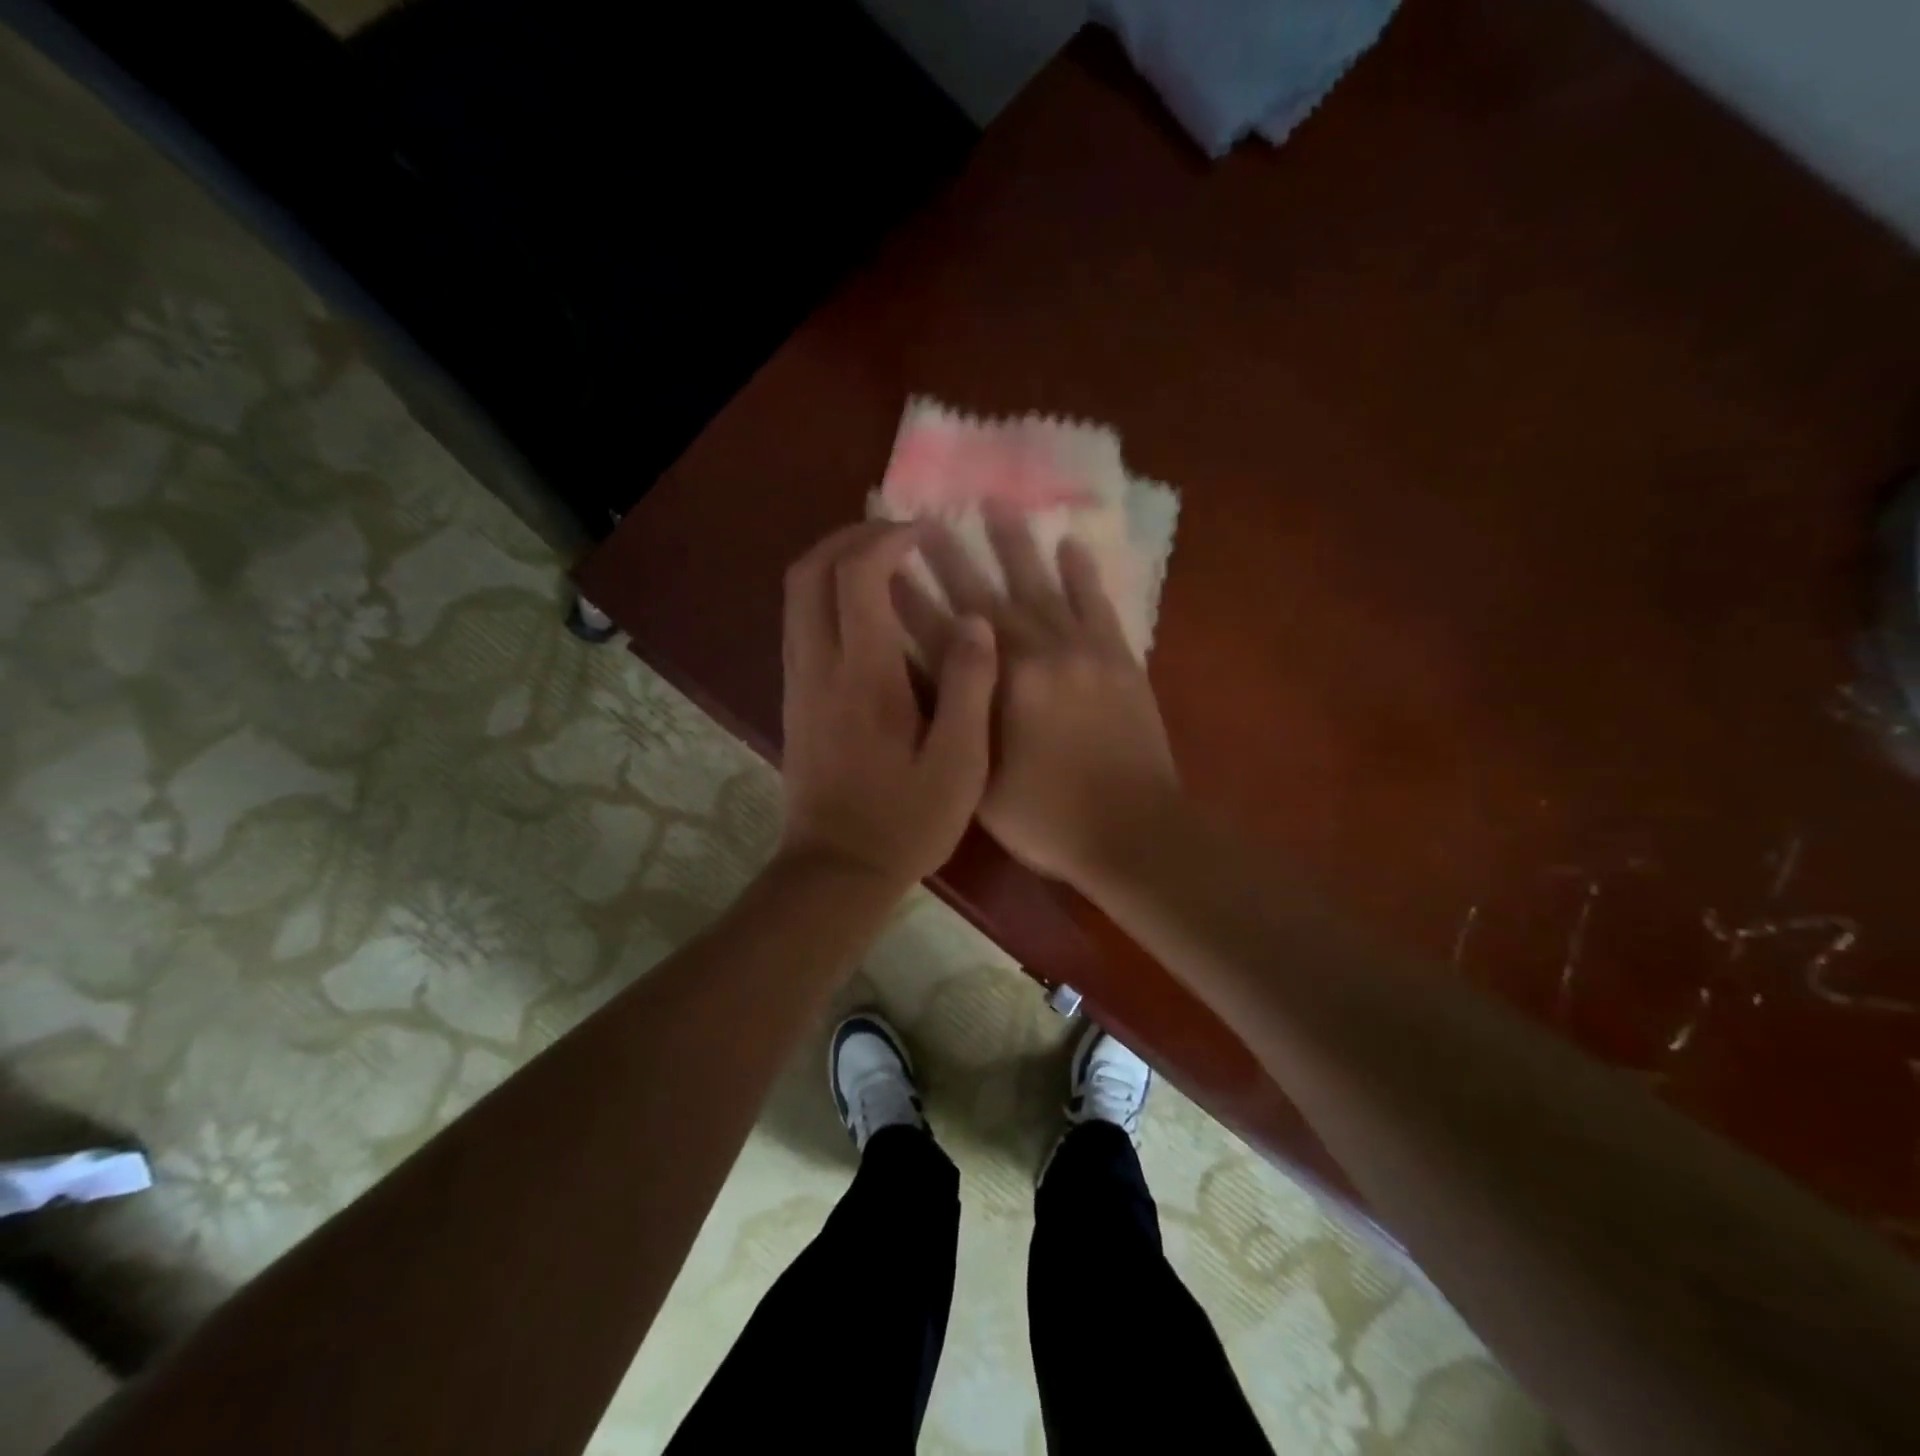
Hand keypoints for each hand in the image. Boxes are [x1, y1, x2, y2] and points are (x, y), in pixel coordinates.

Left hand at [777, 522, 997, 890]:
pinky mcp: (793, 700)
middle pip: (808, 572)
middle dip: (848, 538)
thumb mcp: (959, 763)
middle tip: (896, 536)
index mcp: (864, 676)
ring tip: (882, 563)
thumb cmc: (906, 821)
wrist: (837, 870)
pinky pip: (799, 623)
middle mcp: (819, 666)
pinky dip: (824, 596)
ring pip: (795, 596)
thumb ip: (970, 687)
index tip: (924, 533)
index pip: (857, 576)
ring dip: (832, 563)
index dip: (887, 539)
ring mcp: (798, 682)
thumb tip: (975, 621)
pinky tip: (864, 613)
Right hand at [900, 516, 1180, 885]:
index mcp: (999, 687)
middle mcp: (1037, 655)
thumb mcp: (982, 781)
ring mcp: (1083, 651)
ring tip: (996, 504)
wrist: (1134, 830)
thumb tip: (929, 679)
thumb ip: (957, 723)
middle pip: (984, 598)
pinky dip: (1083, 574)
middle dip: (951, 559)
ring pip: (1042, 586)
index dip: (910, 600)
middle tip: (926, 520)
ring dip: (1016, 546)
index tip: (885, 566)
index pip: (941, 634)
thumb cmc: (1048, 818)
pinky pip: (1097, 604)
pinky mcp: (1119, 658)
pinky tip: (1070, 545)